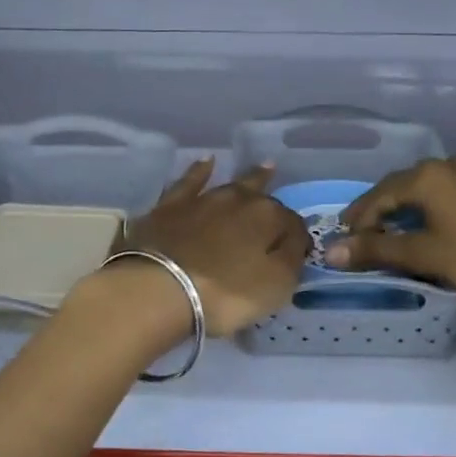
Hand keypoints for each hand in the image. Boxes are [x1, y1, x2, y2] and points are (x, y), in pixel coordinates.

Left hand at [104, 159, 308, 337]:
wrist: (159, 288)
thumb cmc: (225, 294)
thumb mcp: (276, 286)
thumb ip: (291, 259)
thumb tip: (294, 240)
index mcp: (268, 218)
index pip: (292, 224)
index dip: (296, 237)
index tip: (296, 250)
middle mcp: (239, 200)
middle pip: (262, 196)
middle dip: (273, 195)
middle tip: (282, 188)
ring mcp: (202, 199)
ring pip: (230, 184)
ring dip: (247, 178)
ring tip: (261, 168)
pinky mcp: (169, 207)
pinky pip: (189, 182)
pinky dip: (199, 172)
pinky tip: (205, 162)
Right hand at [325, 157, 455, 305]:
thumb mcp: (426, 255)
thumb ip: (378, 250)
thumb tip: (331, 252)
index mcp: (426, 177)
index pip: (377, 195)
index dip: (358, 219)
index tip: (343, 242)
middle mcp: (446, 166)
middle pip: (398, 187)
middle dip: (377, 211)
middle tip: (361, 236)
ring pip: (422, 189)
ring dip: (402, 210)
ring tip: (390, 233)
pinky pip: (443, 193)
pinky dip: (426, 210)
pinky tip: (427, 227)